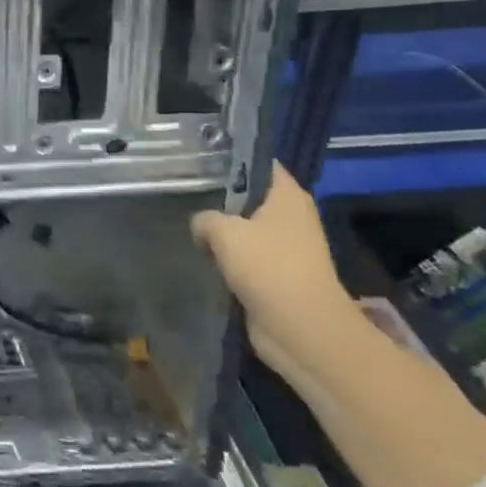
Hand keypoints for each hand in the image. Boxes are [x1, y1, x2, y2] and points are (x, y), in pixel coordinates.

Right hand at [190, 163, 361, 382]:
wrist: (300, 327)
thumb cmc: (268, 266)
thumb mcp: (223, 231)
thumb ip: (205, 218)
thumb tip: (201, 225)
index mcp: (288, 196)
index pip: (261, 164)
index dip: (232, 159)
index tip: (199, 159)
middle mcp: (291, 217)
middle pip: (250, 197)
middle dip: (220, 197)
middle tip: (184, 192)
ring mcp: (286, 248)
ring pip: (245, 228)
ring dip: (222, 231)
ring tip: (188, 224)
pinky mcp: (277, 275)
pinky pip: (246, 256)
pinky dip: (228, 257)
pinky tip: (203, 255)